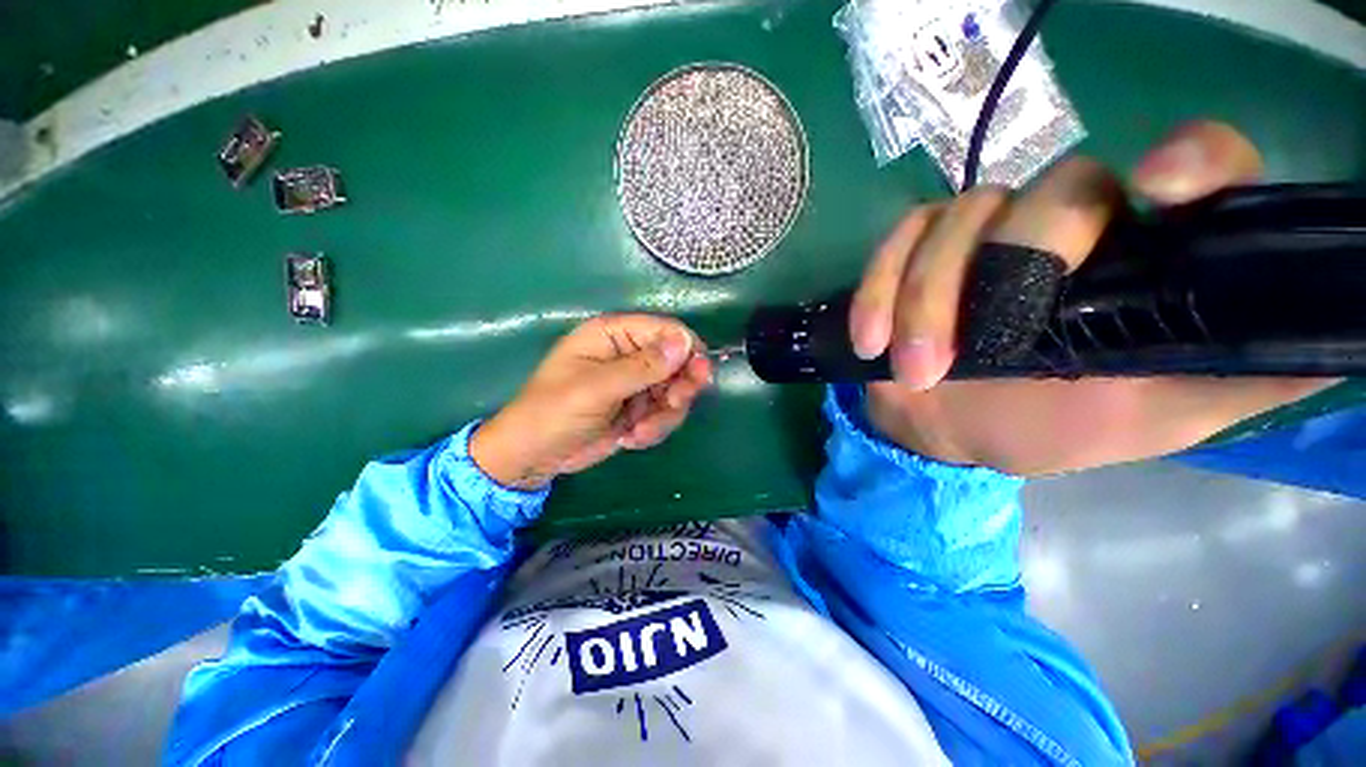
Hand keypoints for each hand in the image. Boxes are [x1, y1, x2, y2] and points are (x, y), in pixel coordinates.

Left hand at [470, 314, 712, 488]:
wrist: (535, 457)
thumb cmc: (553, 412)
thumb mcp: (596, 389)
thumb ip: (642, 367)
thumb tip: (684, 343)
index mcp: (613, 335)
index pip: (665, 330)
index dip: (686, 350)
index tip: (697, 376)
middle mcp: (629, 354)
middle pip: (678, 361)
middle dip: (678, 388)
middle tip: (672, 405)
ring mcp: (636, 383)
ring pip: (676, 392)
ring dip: (663, 416)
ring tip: (637, 433)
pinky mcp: (639, 408)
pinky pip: (665, 414)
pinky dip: (654, 429)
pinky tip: (629, 439)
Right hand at [849, 121, 1333, 475]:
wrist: (946, 429)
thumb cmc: (1049, 427)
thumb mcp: (1157, 415)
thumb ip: (1244, 374)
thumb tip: (1337, 335)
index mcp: (1144, 257)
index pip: (1195, 169)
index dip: (1190, 159)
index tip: (1160, 189)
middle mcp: (1071, 225)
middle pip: (1052, 191)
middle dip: (1004, 268)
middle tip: (968, 353)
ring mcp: (983, 233)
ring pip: (958, 218)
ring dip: (924, 299)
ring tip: (913, 369)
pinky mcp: (917, 252)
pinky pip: (895, 243)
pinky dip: (876, 290)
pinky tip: (870, 341)